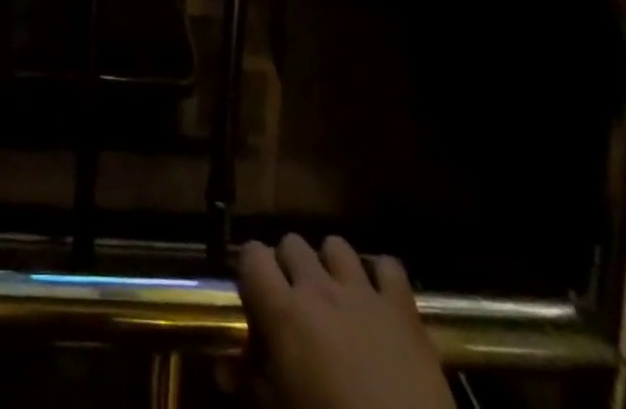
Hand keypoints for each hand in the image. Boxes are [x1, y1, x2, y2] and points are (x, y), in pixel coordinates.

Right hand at [238, 235, 452, 408]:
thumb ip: (250, 383)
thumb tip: (222, 369)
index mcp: (284, 311)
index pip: (252, 255)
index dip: (250, 270)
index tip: (255, 296)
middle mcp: (319, 288)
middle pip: (291, 242)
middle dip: (289, 265)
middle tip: (294, 301)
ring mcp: (363, 292)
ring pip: (335, 244)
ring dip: (330, 265)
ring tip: (334, 297)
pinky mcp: (403, 308)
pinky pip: (388, 266)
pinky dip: (380, 276)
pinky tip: (378, 300)